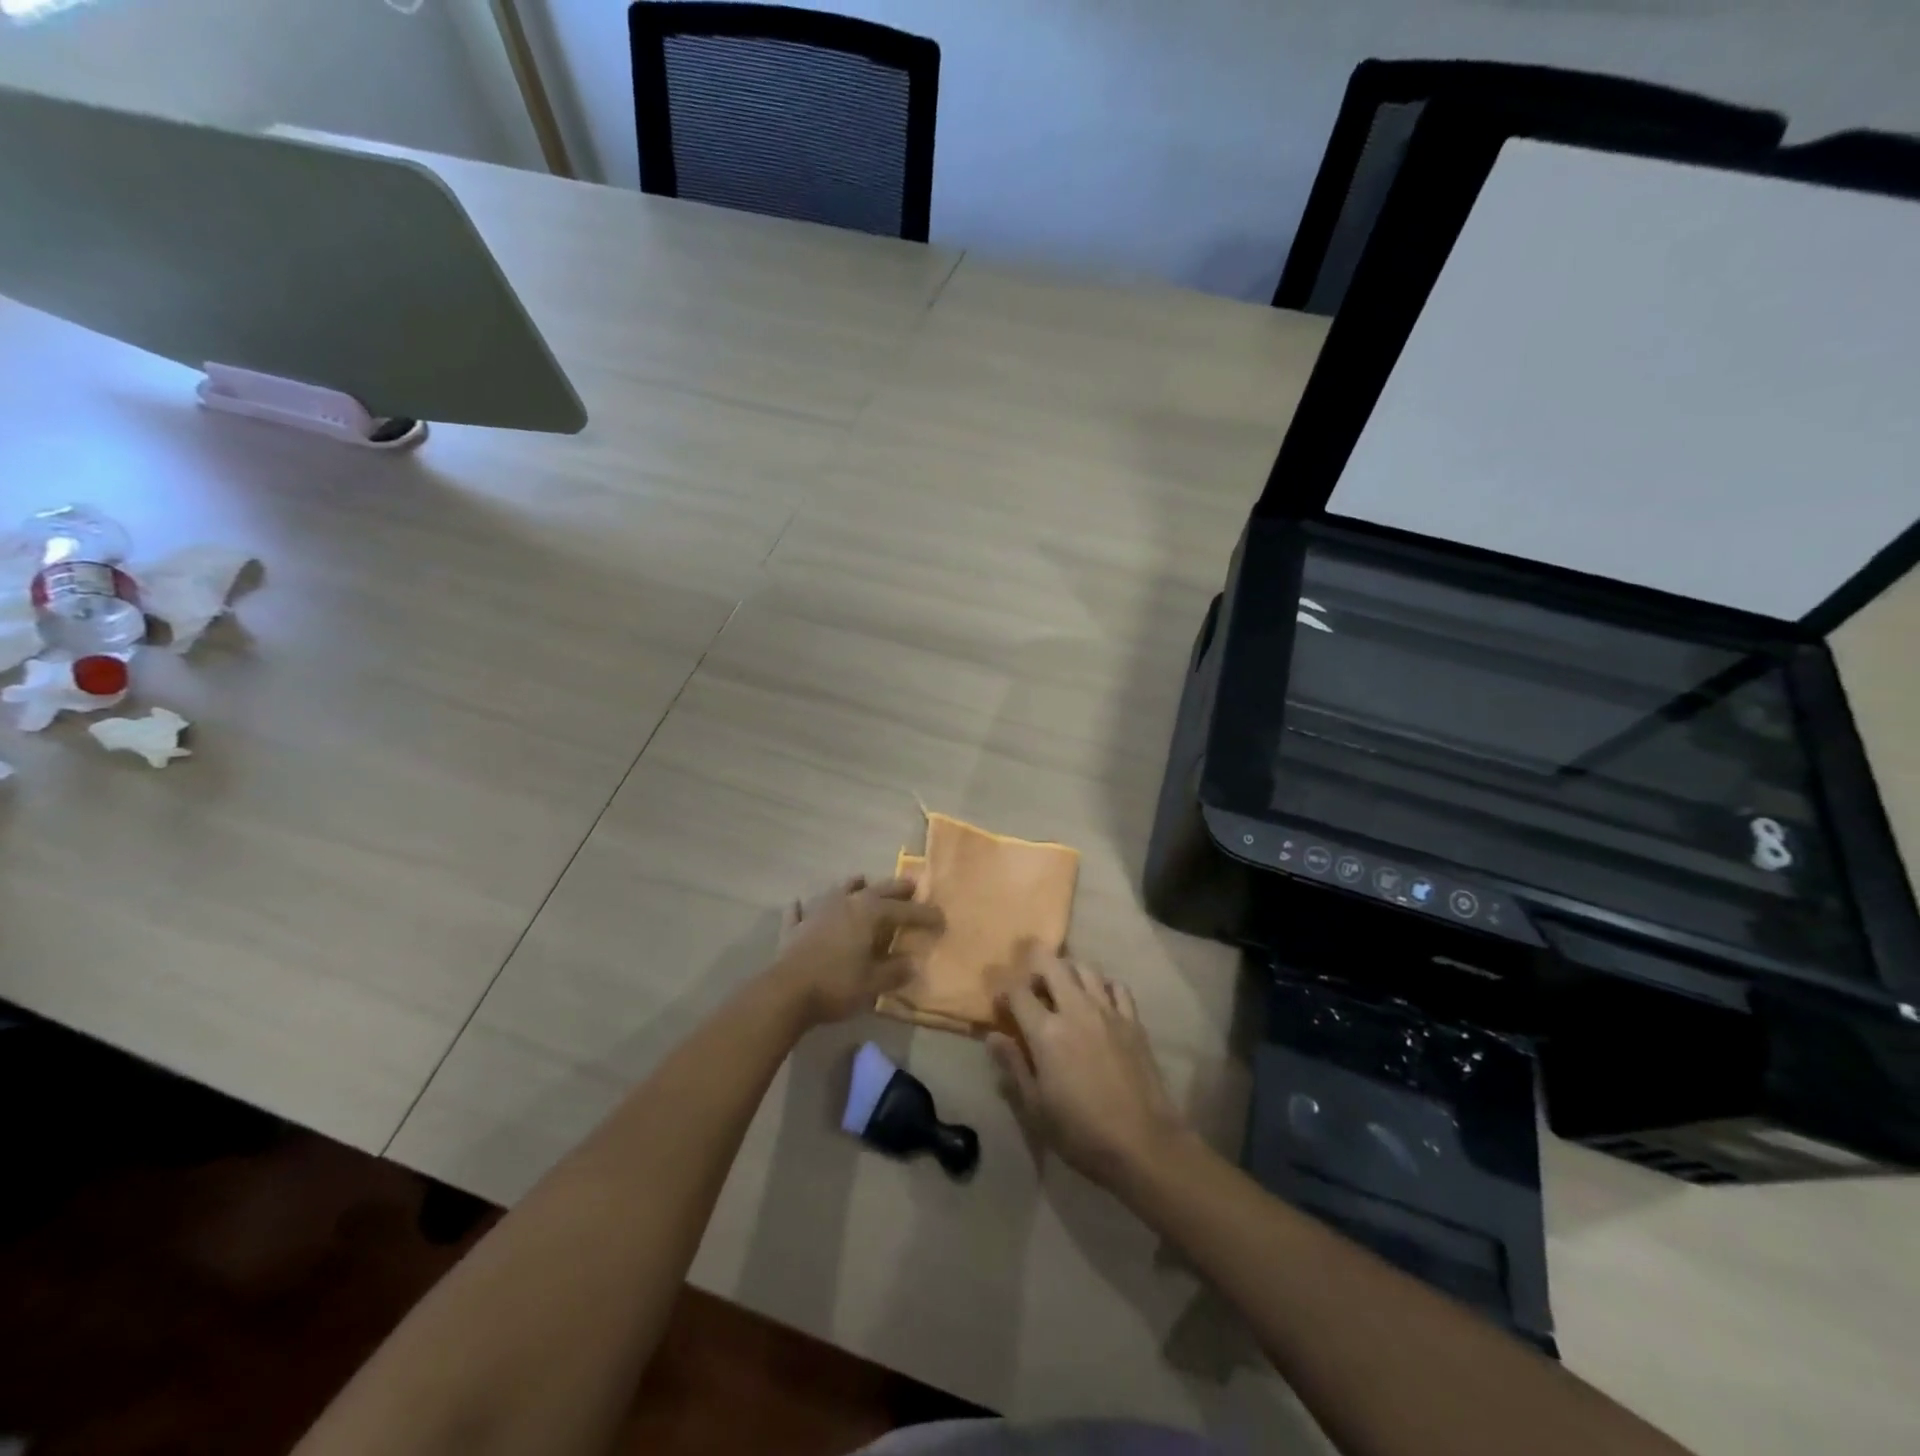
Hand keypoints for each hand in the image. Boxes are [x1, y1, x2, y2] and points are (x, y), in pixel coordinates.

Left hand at [771, 875, 944, 1026]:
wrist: (786, 992)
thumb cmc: (837, 985)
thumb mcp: (873, 983)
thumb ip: (894, 971)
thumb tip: (911, 963)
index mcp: (869, 913)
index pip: (904, 910)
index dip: (924, 915)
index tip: (941, 919)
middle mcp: (845, 903)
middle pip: (876, 891)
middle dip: (895, 889)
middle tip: (911, 886)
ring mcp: (817, 912)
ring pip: (838, 891)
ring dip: (852, 886)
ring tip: (862, 881)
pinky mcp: (794, 928)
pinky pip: (799, 912)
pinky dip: (803, 908)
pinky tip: (800, 905)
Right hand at [988, 943, 1186, 1188]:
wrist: (1143, 1143)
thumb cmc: (1081, 1132)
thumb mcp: (1036, 1107)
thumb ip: (1014, 1065)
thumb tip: (993, 1036)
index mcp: (1047, 1032)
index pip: (1017, 991)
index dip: (1003, 990)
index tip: (1000, 1002)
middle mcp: (1076, 1010)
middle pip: (1051, 964)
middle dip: (1034, 963)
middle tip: (1030, 983)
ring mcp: (1108, 1011)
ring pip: (1084, 968)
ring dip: (1067, 969)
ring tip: (1061, 986)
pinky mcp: (1133, 1021)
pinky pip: (1116, 986)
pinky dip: (1102, 985)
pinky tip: (1098, 999)